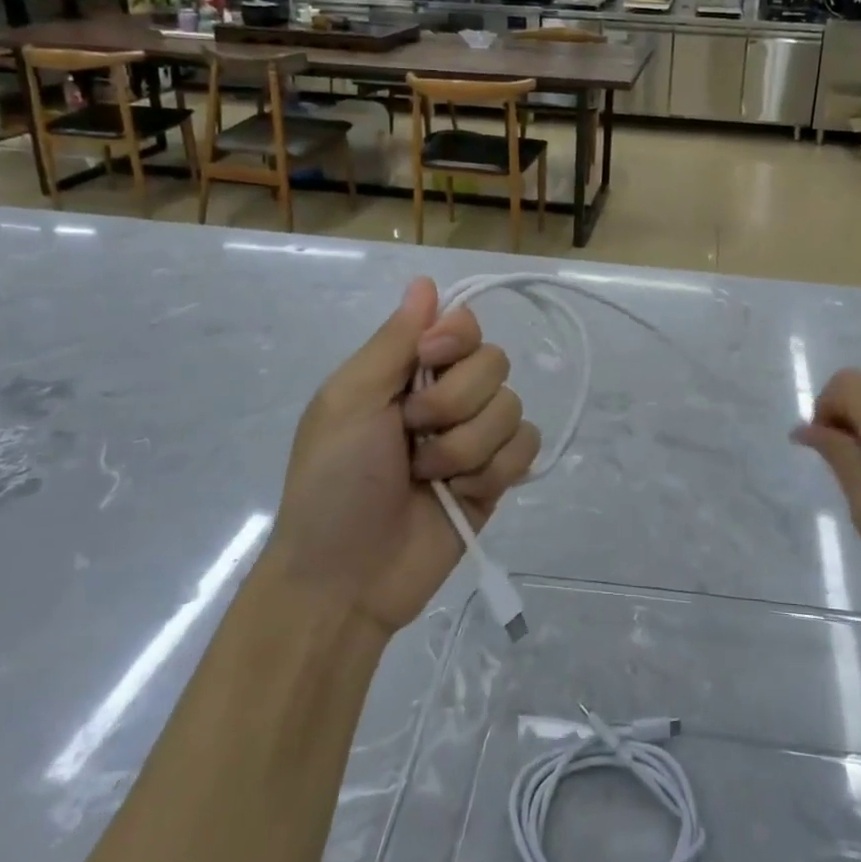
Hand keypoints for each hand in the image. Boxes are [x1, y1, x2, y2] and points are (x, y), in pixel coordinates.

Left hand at [269, 277, 540, 636]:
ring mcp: (475, 437)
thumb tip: (425, 280)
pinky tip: (462, 493)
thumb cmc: (333, 483)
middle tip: (411, 435)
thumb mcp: (348, 402)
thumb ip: (393, 341)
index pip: (463, 323)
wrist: (346, 580)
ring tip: (427, 476)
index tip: (429, 359)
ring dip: (466, 447)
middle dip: (453, 404)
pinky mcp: (497, 476)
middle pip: (494, 363)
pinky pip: (527, 446)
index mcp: (408, 370)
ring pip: (512, 407)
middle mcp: (447, 395)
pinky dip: (494, 470)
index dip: (456, 337)